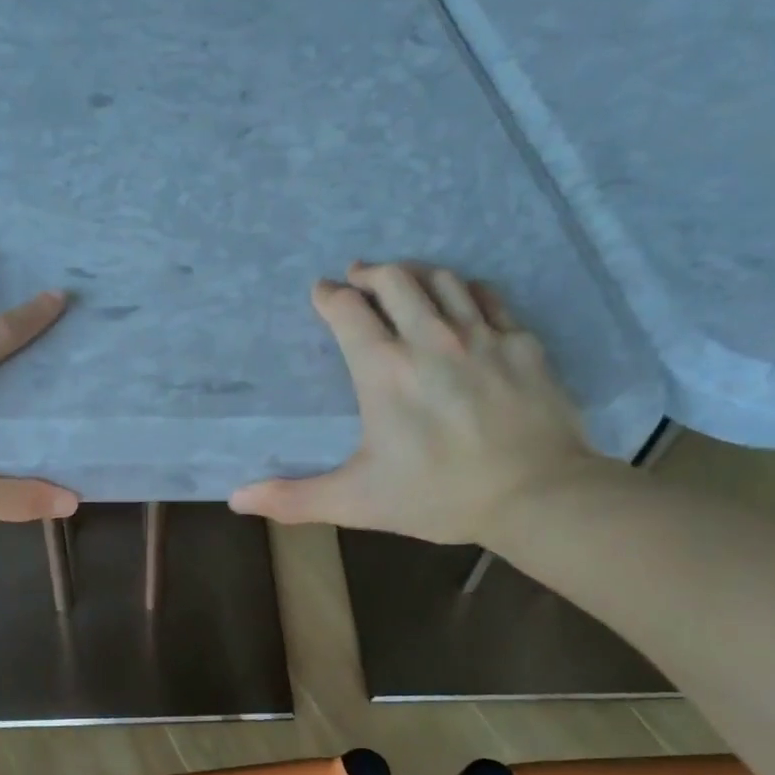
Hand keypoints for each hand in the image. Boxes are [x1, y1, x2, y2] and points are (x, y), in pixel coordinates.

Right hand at [230, 261, 614, 546]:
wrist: (536, 495)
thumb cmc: (438, 497)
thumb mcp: (356, 501)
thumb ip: (295, 498)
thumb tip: (237, 499)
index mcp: (384, 371)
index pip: (348, 311)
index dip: (329, 296)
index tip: (322, 292)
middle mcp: (430, 339)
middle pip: (395, 280)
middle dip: (370, 273)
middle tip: (358, 276)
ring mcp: (481, 335)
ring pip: (442, 280)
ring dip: (415, 274)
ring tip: (404, 279)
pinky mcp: (522, 342)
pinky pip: (488, 297)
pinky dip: (465, 291)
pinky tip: (461, 299)